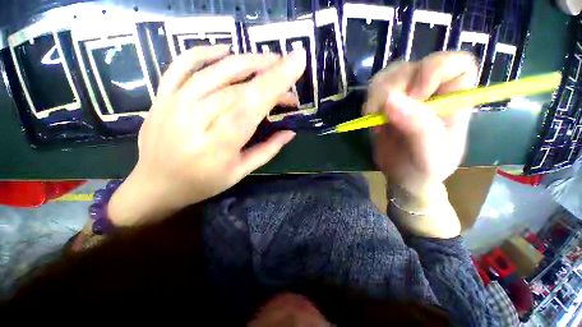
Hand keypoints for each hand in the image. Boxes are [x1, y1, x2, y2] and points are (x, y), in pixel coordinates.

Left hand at [108, 46, 305, 225]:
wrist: (156, 184)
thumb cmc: (203, 183)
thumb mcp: (240, 173)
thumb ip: (267, 151)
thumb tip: (290, 132)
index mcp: (217, 145)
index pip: (250, 106)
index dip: (275, 82)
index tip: (298, 61)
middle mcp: (193, 118)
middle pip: (239, 89)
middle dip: (270, 83)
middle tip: (289, 89)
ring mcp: (174, 103)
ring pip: (216, 71)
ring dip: (248, 61)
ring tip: (270, 61)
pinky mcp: (163, 96)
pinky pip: (183, 64)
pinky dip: (206, 52)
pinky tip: (226, 52)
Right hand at [364, 51, 477, 194]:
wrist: (404, 176)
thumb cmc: (424, 168)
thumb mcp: (429, 154)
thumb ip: (418, 128)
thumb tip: (390, 100)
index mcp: (456, 99)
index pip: (457, 63)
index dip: (433, 72)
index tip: (415, 97)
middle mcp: (434, 91)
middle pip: (415, 66)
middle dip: (394, 86)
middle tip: (383, 112)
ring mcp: (408, 94)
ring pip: (391, 74)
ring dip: (377, 93)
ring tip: (374, 117)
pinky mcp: (388, 102)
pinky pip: (376, 87)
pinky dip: (369, 100)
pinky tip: (370, 117)